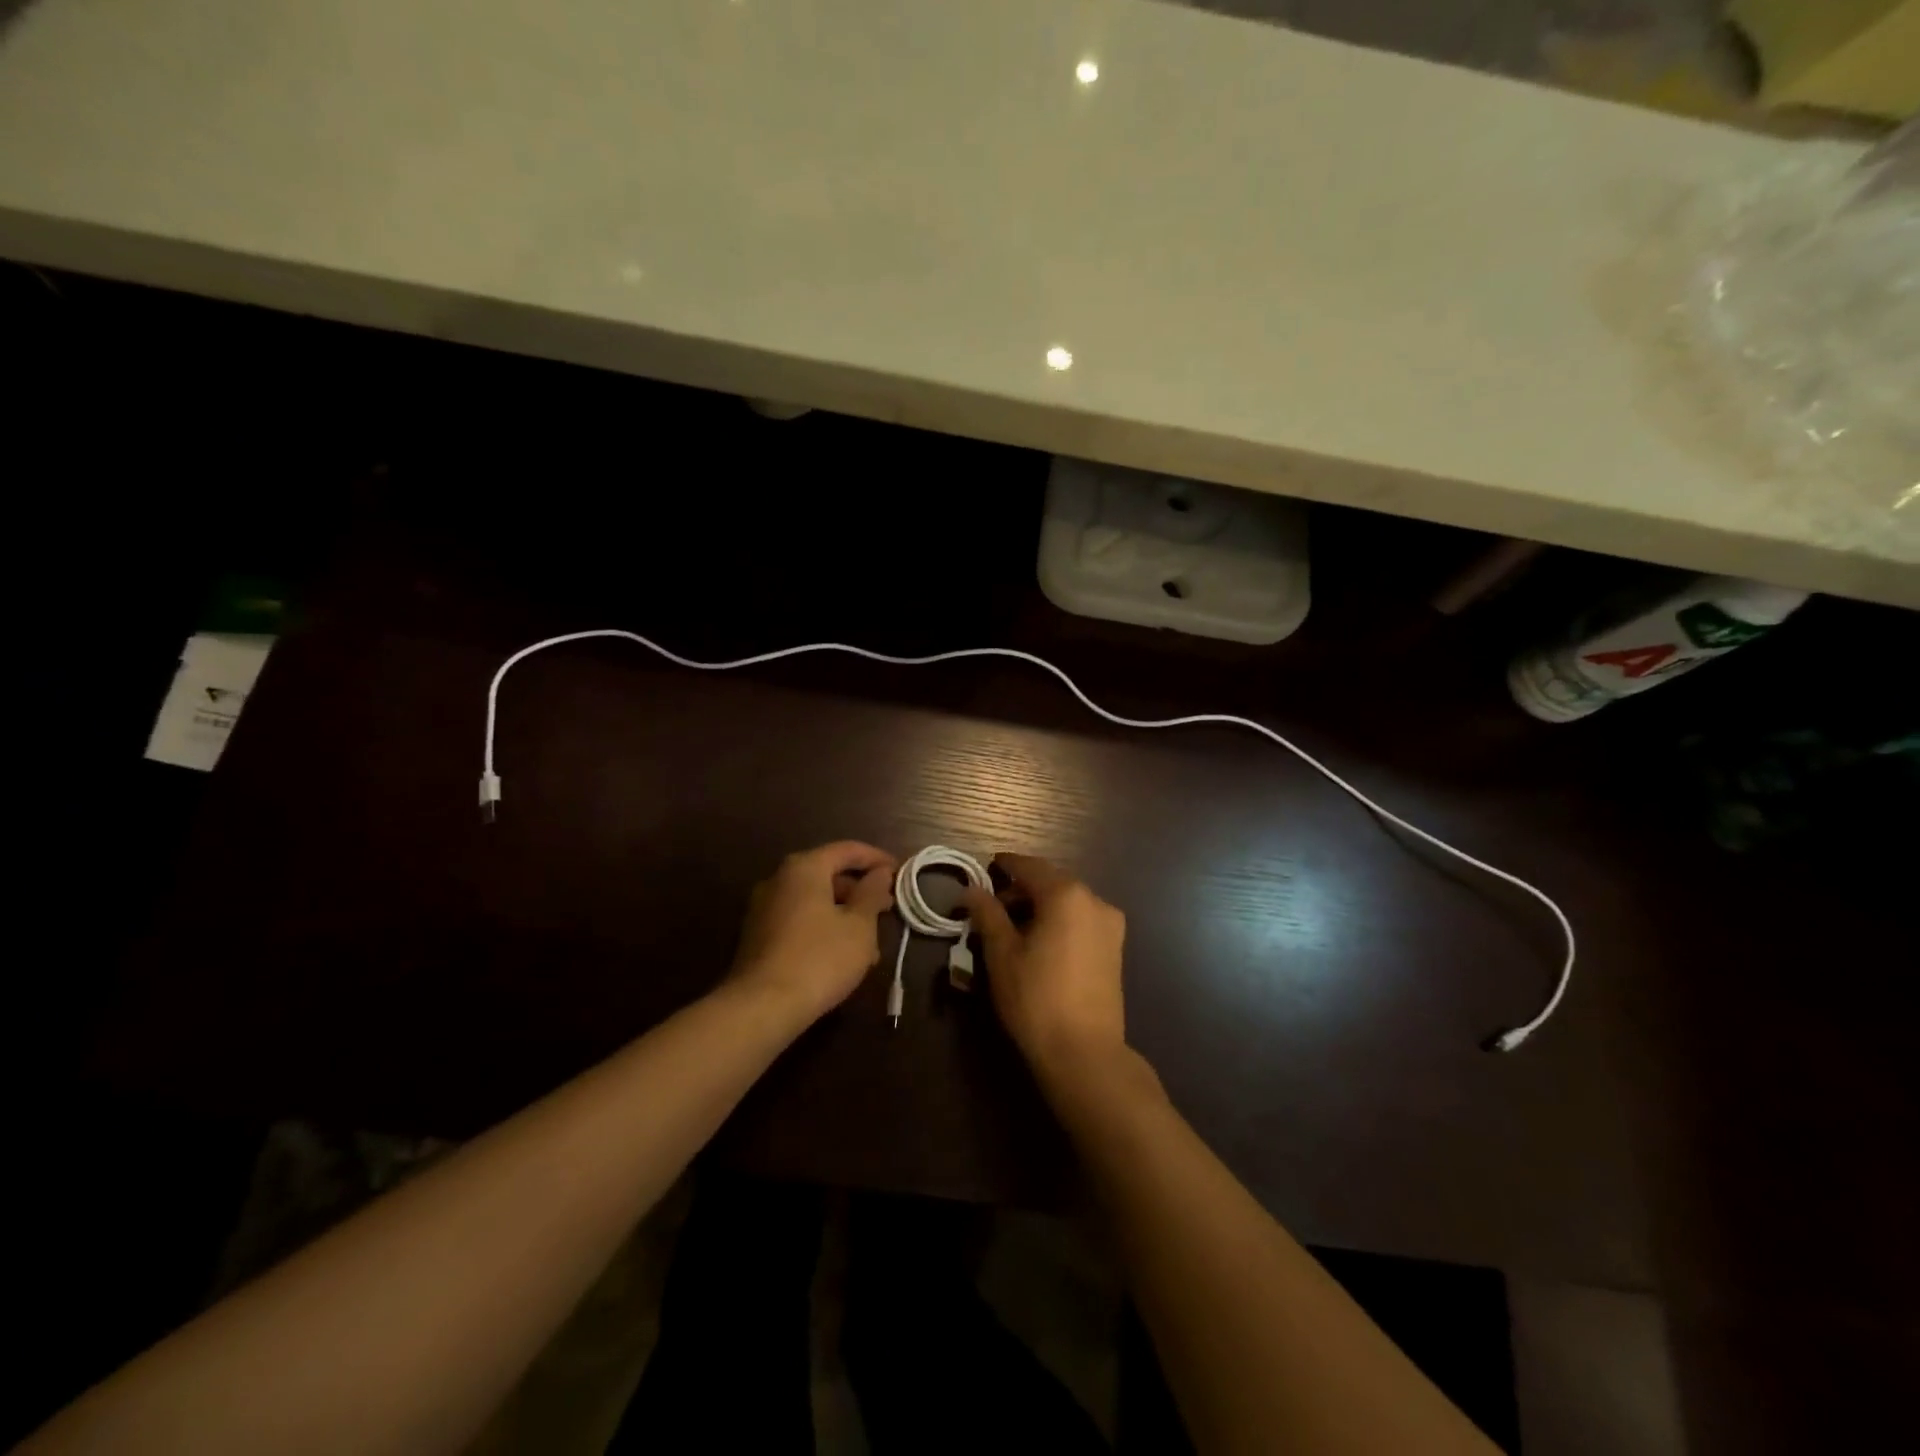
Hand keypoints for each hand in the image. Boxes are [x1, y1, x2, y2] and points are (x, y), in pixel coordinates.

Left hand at [729, 841, 896, 1022]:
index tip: (901, 872)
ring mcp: (764, 908)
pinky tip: (843, 955)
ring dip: (845, 914)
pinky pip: (800, 919)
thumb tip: (880, 872)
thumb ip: (872, 893)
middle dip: (861, 891)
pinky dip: (824, 927)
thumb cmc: (820, 958)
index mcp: (804, 868)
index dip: (877, 859)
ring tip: (871, 942)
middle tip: (888, 908)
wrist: (761, 1007)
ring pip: (815, 900)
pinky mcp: (758, 936)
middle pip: (828, 874)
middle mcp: (779, 879)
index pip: (847, 850)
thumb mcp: (859, 926)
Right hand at [960, 853, 1127, 1079]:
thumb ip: (987, 914)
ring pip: (1068, 901)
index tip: (986, 868)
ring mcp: (1110, 925)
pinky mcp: (1115, 949)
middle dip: (1022, 889)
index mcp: (1066, 894)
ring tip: (1013, 929)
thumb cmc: (1036, 997)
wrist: (1084, 1052)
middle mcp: (1094, 900)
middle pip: (1052, 881)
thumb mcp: (1002, 954)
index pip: (1030, 867)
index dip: (1005, 865)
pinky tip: (1040, 943)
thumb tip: (972, 889)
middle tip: (993, 907)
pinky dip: (1059, 921)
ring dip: (1041, 906)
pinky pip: (1081, 920)